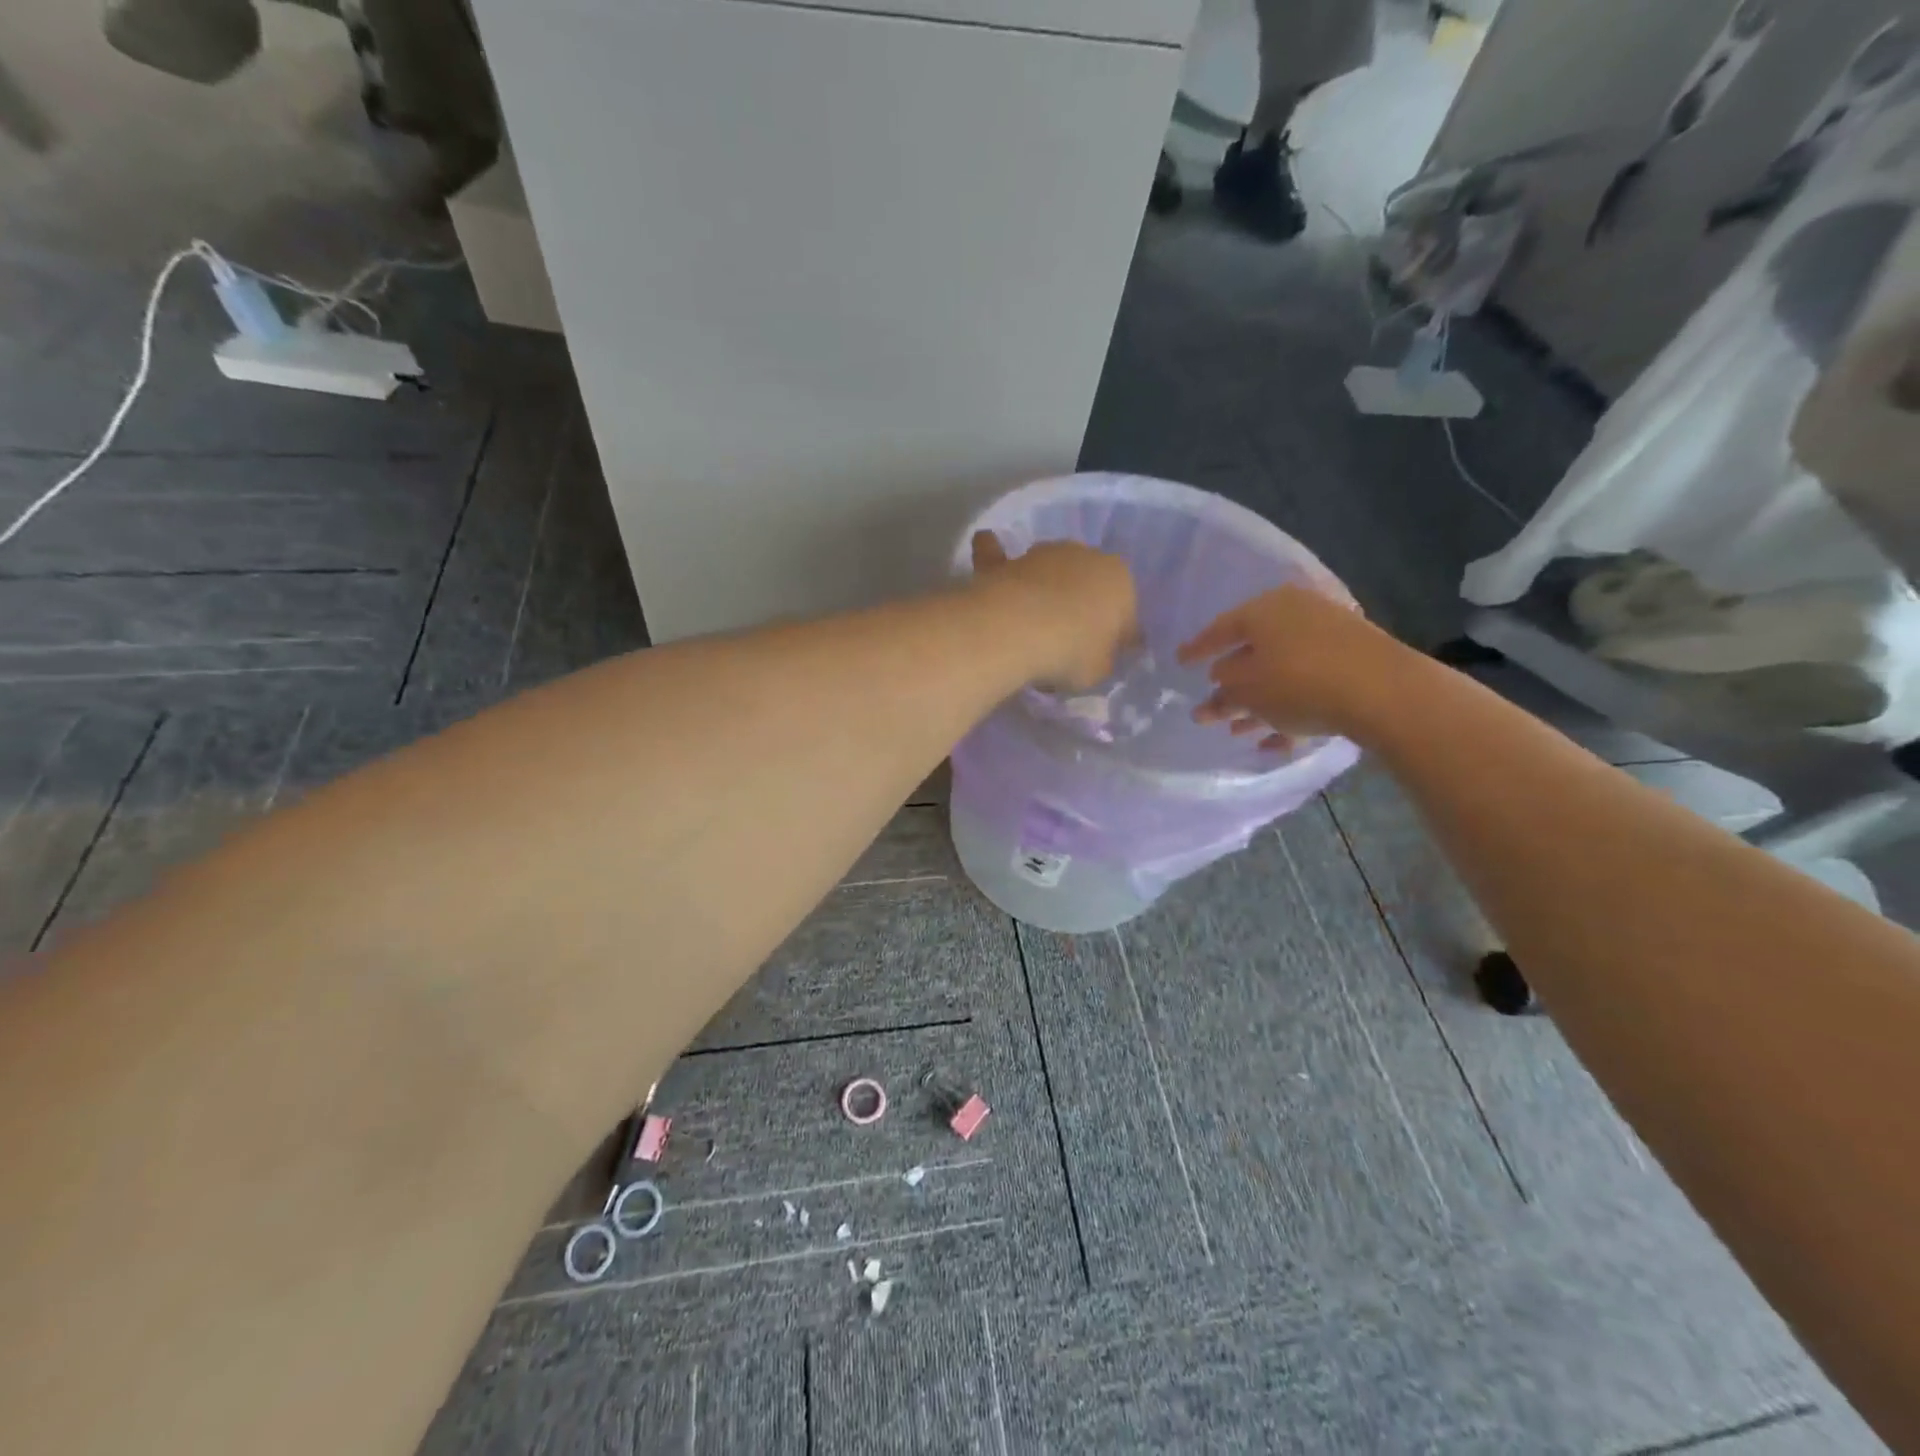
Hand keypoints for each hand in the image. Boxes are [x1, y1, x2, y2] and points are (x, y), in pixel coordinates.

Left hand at [970, 531, 1137, 691]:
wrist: (1015, 631)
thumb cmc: (1071, 653)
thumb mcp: (1100, 670)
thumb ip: (1103, 658)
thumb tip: (1098, 653)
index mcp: (1121, 580)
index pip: (1126, 612)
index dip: (1116, 639)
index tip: (1102, 658)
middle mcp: (1085, 556)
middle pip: (1088, 585)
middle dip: (1082, 607)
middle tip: (1069, 643)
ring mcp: (1042, 555)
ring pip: (1050, 571)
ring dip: (1046, 587)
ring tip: (1034, 622)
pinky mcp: (1005, 562)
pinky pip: (999, 555)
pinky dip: (993, 552)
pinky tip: (987, 543)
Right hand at [1177, 583, 1406, 749]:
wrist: (1384, 691)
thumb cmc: (1298, 682)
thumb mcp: (1247, 691)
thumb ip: (1224, 692)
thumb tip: (1218, 682)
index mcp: (1264, 610)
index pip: (1220, 629)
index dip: (1197, 650)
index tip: (1179, 663)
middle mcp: (1295, 616)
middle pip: (1253, 654)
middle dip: (1230, 687)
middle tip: (1208, 710)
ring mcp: (1328, 638)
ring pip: (1281, 674)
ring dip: (1258, 704)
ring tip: (1237, 732)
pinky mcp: (1352, 663)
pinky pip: (1309, 687)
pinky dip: (1290, 711)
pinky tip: (1275, 744)